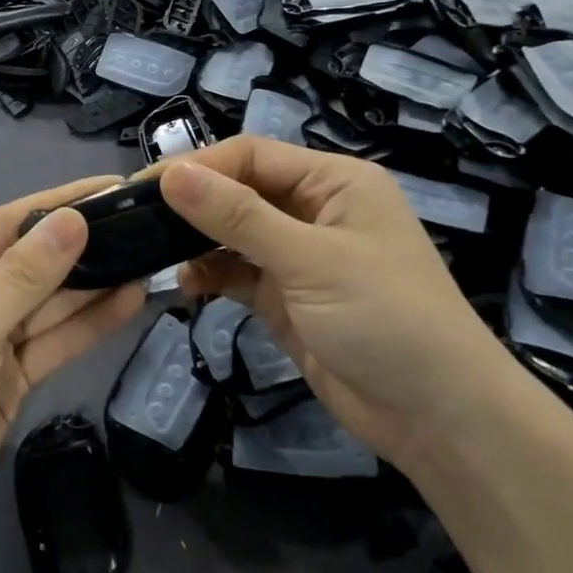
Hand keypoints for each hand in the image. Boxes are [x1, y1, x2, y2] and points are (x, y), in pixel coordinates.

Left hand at [0, 178, 146, 572]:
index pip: (3, 225)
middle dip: (81, 248)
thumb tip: (73, 219)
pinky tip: (127, 302)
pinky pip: (48, 343)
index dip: (58, 205)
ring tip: (148, 258)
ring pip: (44, 305)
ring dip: (91, 286)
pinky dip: (84, 326)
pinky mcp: (3, 380)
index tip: (112, 187)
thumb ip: (24, 277)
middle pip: (27, 264)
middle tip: (145, 225)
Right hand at [158, 137, 517, 461]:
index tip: (144, 188)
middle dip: (192, 204)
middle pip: (239, 191)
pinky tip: (187, 287)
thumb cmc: (385, 318)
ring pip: (233, 234)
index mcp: (333, 181)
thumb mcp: (309, 260)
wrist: (437, 417)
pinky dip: (210, 276)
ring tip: (155, 255)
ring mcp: (300, 256)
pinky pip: (238, 274)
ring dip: (197, 243)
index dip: (198, 167)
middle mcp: (315, 209)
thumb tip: (172, 174)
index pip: (251, 156)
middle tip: (136, 220)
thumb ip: (238, 217)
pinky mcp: (287, 298)